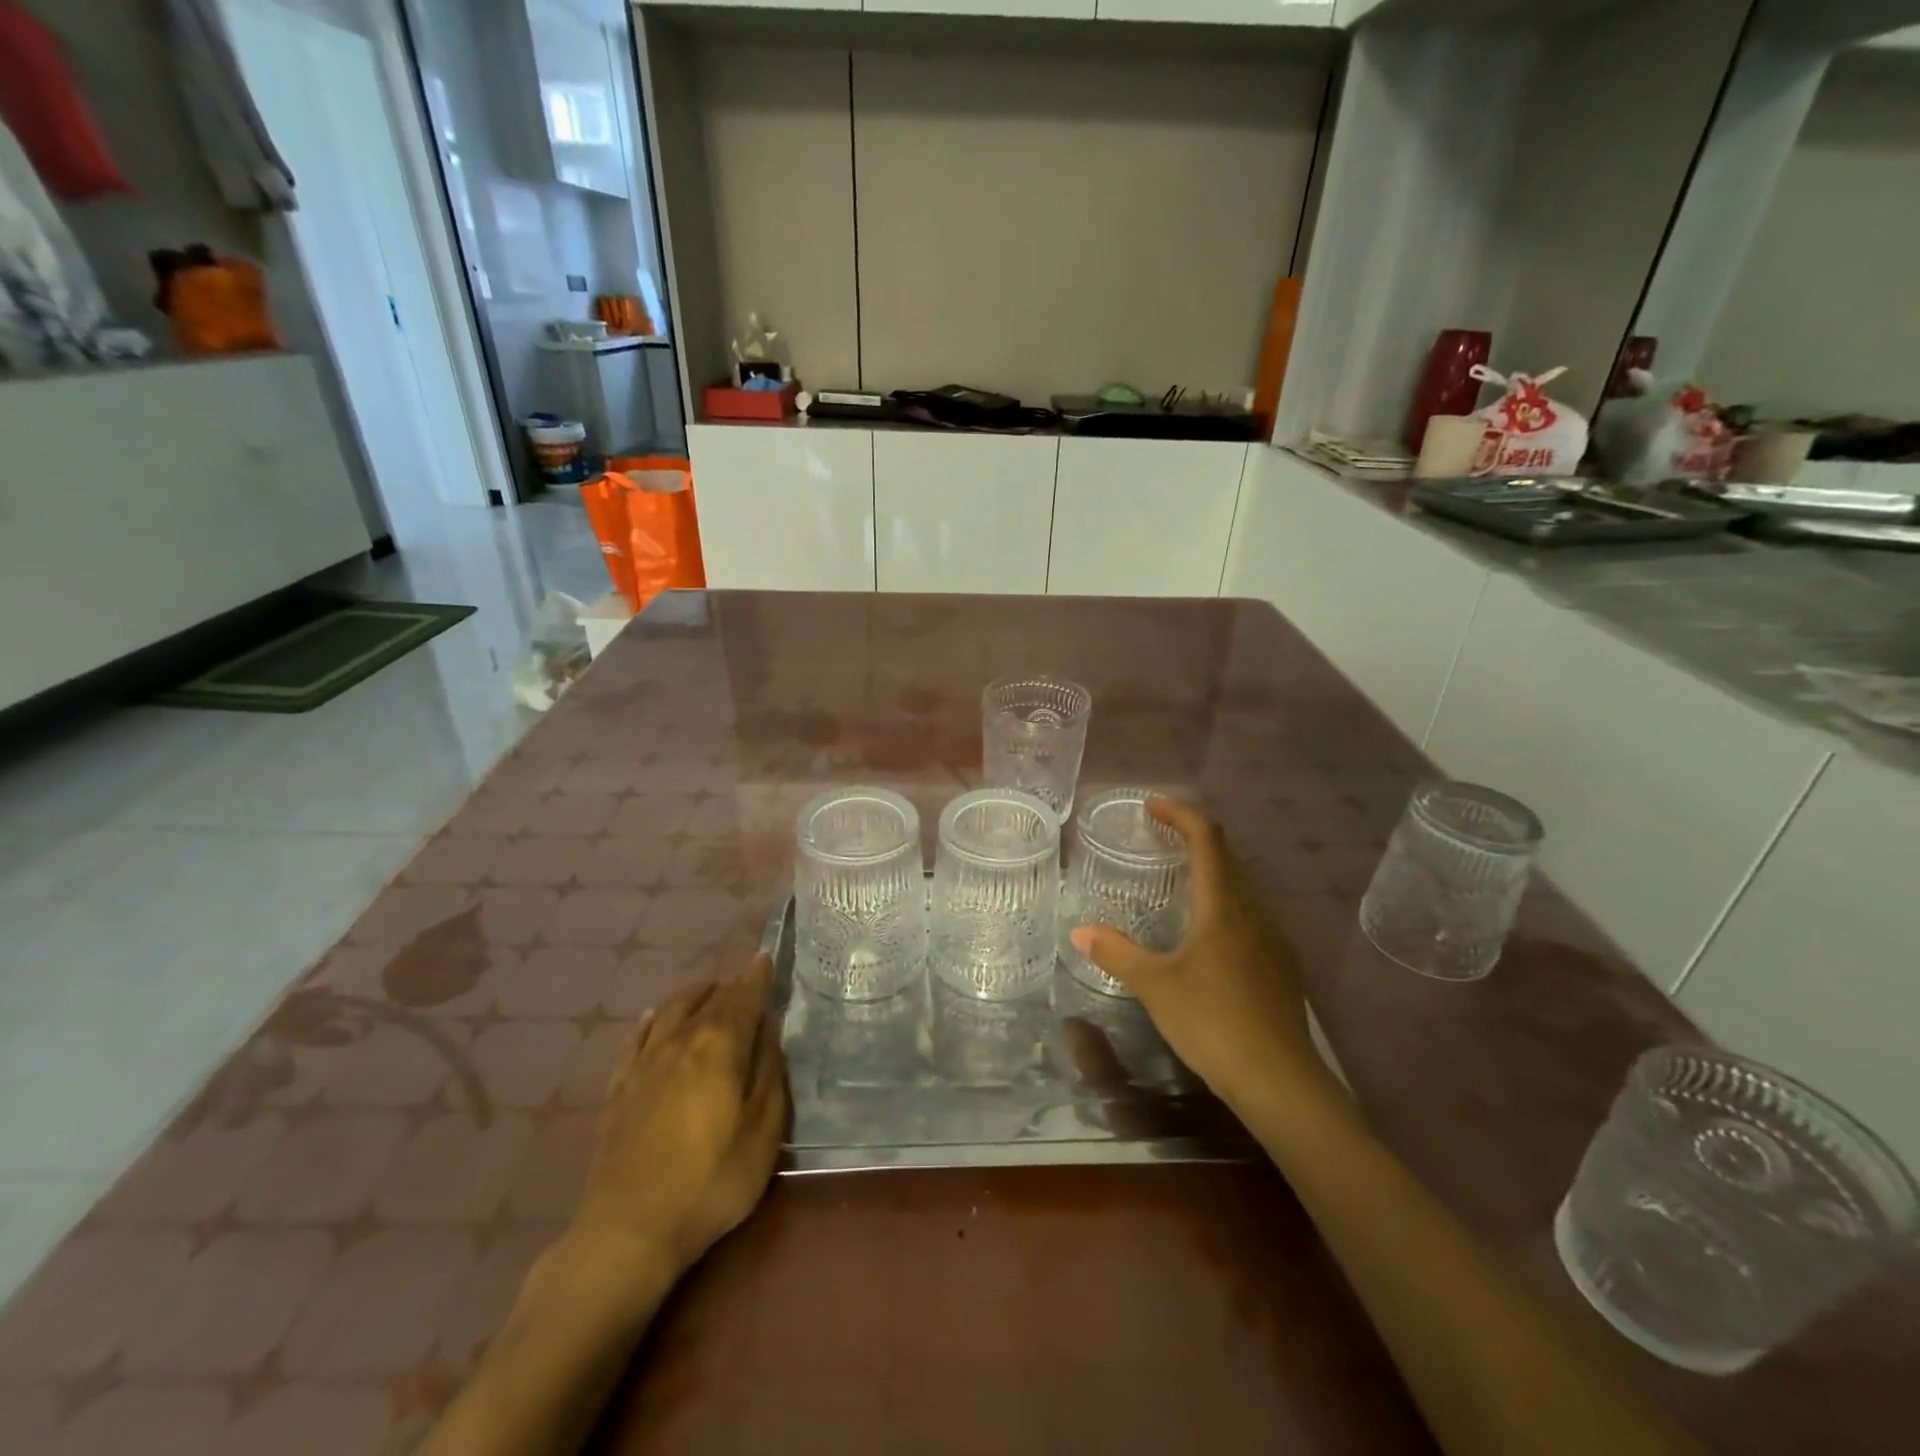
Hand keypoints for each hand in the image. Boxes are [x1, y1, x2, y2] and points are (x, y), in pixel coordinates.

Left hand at [571, 955, 787, 1277]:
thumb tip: (768, 1028)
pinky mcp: (618, 1088)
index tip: (765, 958)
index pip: (742, 995)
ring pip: (669, 1009)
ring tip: (708, 993)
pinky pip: (636, 1037)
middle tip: (745, 982)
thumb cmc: (711, 1180)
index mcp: (719, 1044)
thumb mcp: (763, 1130)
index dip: (756, 975)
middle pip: (708, 998)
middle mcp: (680, 1039)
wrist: (629, 1230)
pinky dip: (651, 1019)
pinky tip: (653, 1018)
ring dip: (693, 995)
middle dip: (730, 985)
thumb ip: (769, 1071)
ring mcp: (643, 1062)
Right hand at [1070, 798, 1331, 1116]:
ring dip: (1211, 870)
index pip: (1207, 839)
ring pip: (1241, 886)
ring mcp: (1274, 939)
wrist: (1280, 1081)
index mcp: (1224, 906)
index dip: (1180, 814)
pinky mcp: (1281, 965)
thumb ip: (1117, 953)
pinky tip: (1207, 931)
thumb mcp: (1155, 986)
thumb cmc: (1213, 1022)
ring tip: (1178, 878)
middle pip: (1227, 857)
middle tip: (1159, 836)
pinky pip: (1250, 914)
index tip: (1152, 805)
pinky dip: (1224, 901)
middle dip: (1193, 838)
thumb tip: (1079, 931)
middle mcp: (1254, 912)